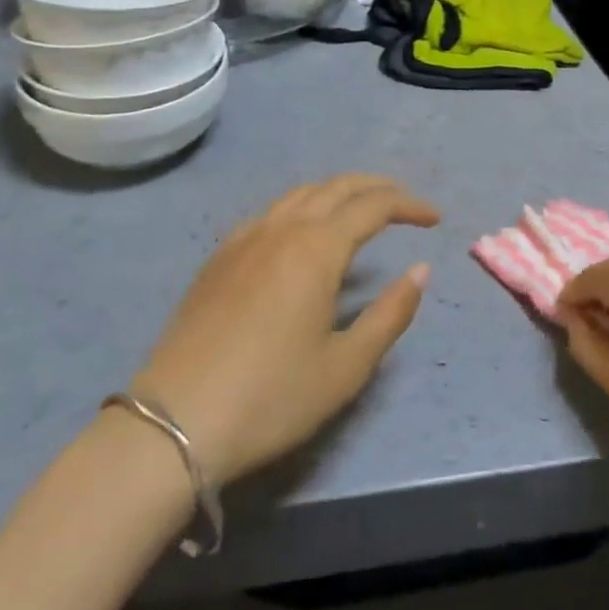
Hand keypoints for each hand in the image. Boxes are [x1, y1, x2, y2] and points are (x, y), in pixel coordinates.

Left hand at [130, 175, 438, 484]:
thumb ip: (390, 314)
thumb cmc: (271, 397)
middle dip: (376, 187)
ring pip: (301, 194)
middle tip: (404, 202)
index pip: (374, 206)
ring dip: (338, 192)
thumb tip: (420, 271)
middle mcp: (283, 228)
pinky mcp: (220, 257)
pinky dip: (301, 207)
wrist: (174, 422)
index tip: (434, 219)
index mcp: (317, 248)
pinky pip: (271, 212)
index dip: (408, 205)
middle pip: (337, 187)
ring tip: (359, 210)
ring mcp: (245, 238)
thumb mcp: (345, 367)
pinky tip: (301, 233)